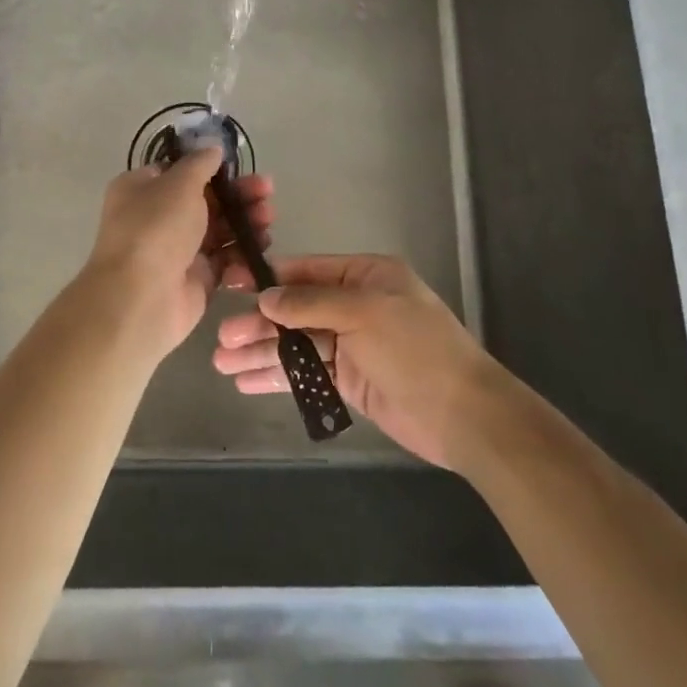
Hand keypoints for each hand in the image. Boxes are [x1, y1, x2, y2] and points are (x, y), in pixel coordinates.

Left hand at [82, 148, 273, 360]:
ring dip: (246, 222)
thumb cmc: (156, 229)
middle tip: (267, 192)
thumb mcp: (179, 183)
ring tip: (268, 219)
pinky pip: (224, 260)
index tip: (238, 167)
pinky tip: (260, 248)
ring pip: (219, 230)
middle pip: (206, 200)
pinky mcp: (196, 279)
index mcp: (142, 189)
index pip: (179, 172)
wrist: (142, 298)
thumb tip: (212, 149)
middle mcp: (157, 218)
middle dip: (238, 195)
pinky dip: (241, 254)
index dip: (210, 168)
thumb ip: (200, 163)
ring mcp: (177, 250)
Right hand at [211, 254, 495, 468]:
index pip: (306, 272)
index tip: (230, 286)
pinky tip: (247, 382)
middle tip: (222, 339)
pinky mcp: (349, 382)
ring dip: (261, 353)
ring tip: (222, 364)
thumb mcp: (364, 312)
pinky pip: (306, 374)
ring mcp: (352, 345)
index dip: (268, 280)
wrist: (464, 414)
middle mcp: (355, 306)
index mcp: (365, 276)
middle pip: (296, 310)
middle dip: (258, 324)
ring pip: (296, 344)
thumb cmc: (416, 349)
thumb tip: (266, 297)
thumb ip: (311, 303)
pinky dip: (278, 377)